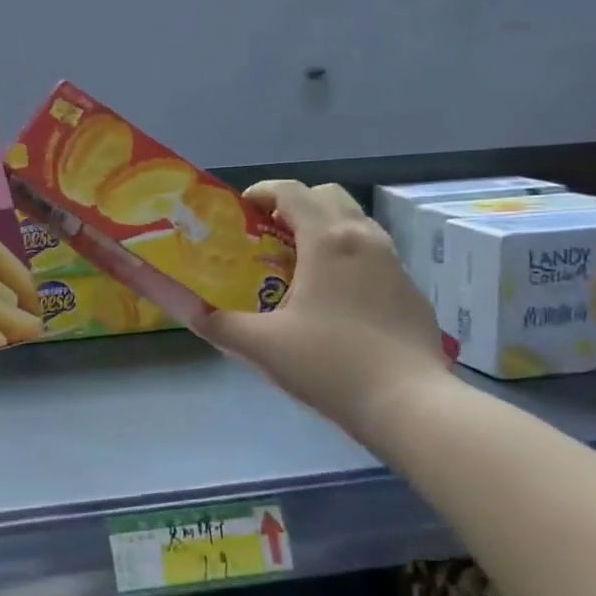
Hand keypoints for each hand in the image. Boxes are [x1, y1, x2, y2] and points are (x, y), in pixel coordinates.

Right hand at [192, 181, 448, 439]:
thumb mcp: (260, 346)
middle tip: (268, 235)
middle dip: (294, 205)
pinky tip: (334, 300)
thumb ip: (215, 322)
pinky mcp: (411, 291)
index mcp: (328, 240)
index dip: (261, 192)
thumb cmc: (329, 365)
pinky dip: (348, 257)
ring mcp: (395, 263)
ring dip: (324, 229)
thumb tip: (184, 306)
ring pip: (355, 224)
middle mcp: (365, 238)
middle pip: (327, 196)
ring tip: (298, 266)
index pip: (291, 191)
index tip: (241, 211)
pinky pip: (374, 255)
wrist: (410, 404)